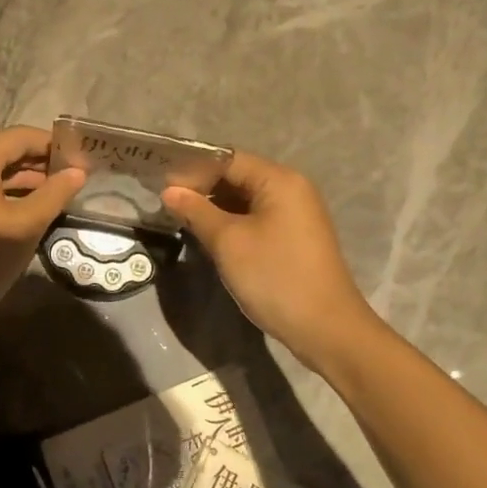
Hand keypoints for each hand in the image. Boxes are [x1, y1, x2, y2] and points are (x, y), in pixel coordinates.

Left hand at [0, 126, 84, 335]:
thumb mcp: (26, 226)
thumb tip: (78, 172)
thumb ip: (54, 194)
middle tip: (72, 180)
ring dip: (22, 180)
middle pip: (4, 151)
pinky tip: (25, 209)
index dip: (54, 147)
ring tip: (54, 196)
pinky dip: (1, 192)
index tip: (81, 162)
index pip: (22, 137)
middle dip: (39, 164)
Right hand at [163, 153, 374, 370]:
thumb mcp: (228, 242)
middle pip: (238, 177)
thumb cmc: (275, 277)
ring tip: (180, 219)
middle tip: (165, 203)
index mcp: (279, 180)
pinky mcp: (293, 238)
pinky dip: (231, 223)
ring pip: (245, 200)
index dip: (193, 169)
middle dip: (202, 188)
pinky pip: (256, 219)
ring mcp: (295, 215)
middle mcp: (291, 189)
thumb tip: (170, 191)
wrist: (325, 328)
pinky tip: (207, 236)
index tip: (161, 183)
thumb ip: (197, 211)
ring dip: (214, 208)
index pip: (228, 159)